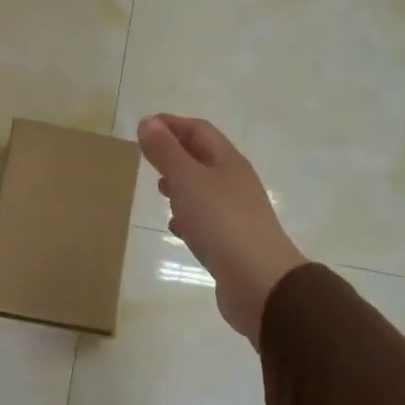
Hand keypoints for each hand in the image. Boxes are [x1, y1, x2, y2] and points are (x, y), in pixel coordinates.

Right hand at [137, 115, 306, 343]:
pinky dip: (188, 217)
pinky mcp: (231, 243)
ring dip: (181, 185)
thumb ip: (166, 152)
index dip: (172, 124)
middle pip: (203, 158)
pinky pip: (206, 221)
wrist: (260, 282)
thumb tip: (148, 122)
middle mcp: (235, 183)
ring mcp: (236, 214)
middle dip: (175, 153)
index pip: (199, 130)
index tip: (144, 126)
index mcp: (228, 161)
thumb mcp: (188, 180)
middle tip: (147, 157)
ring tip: (159, 189)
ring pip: (204, 190)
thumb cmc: (222, 222)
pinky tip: (176, 227)